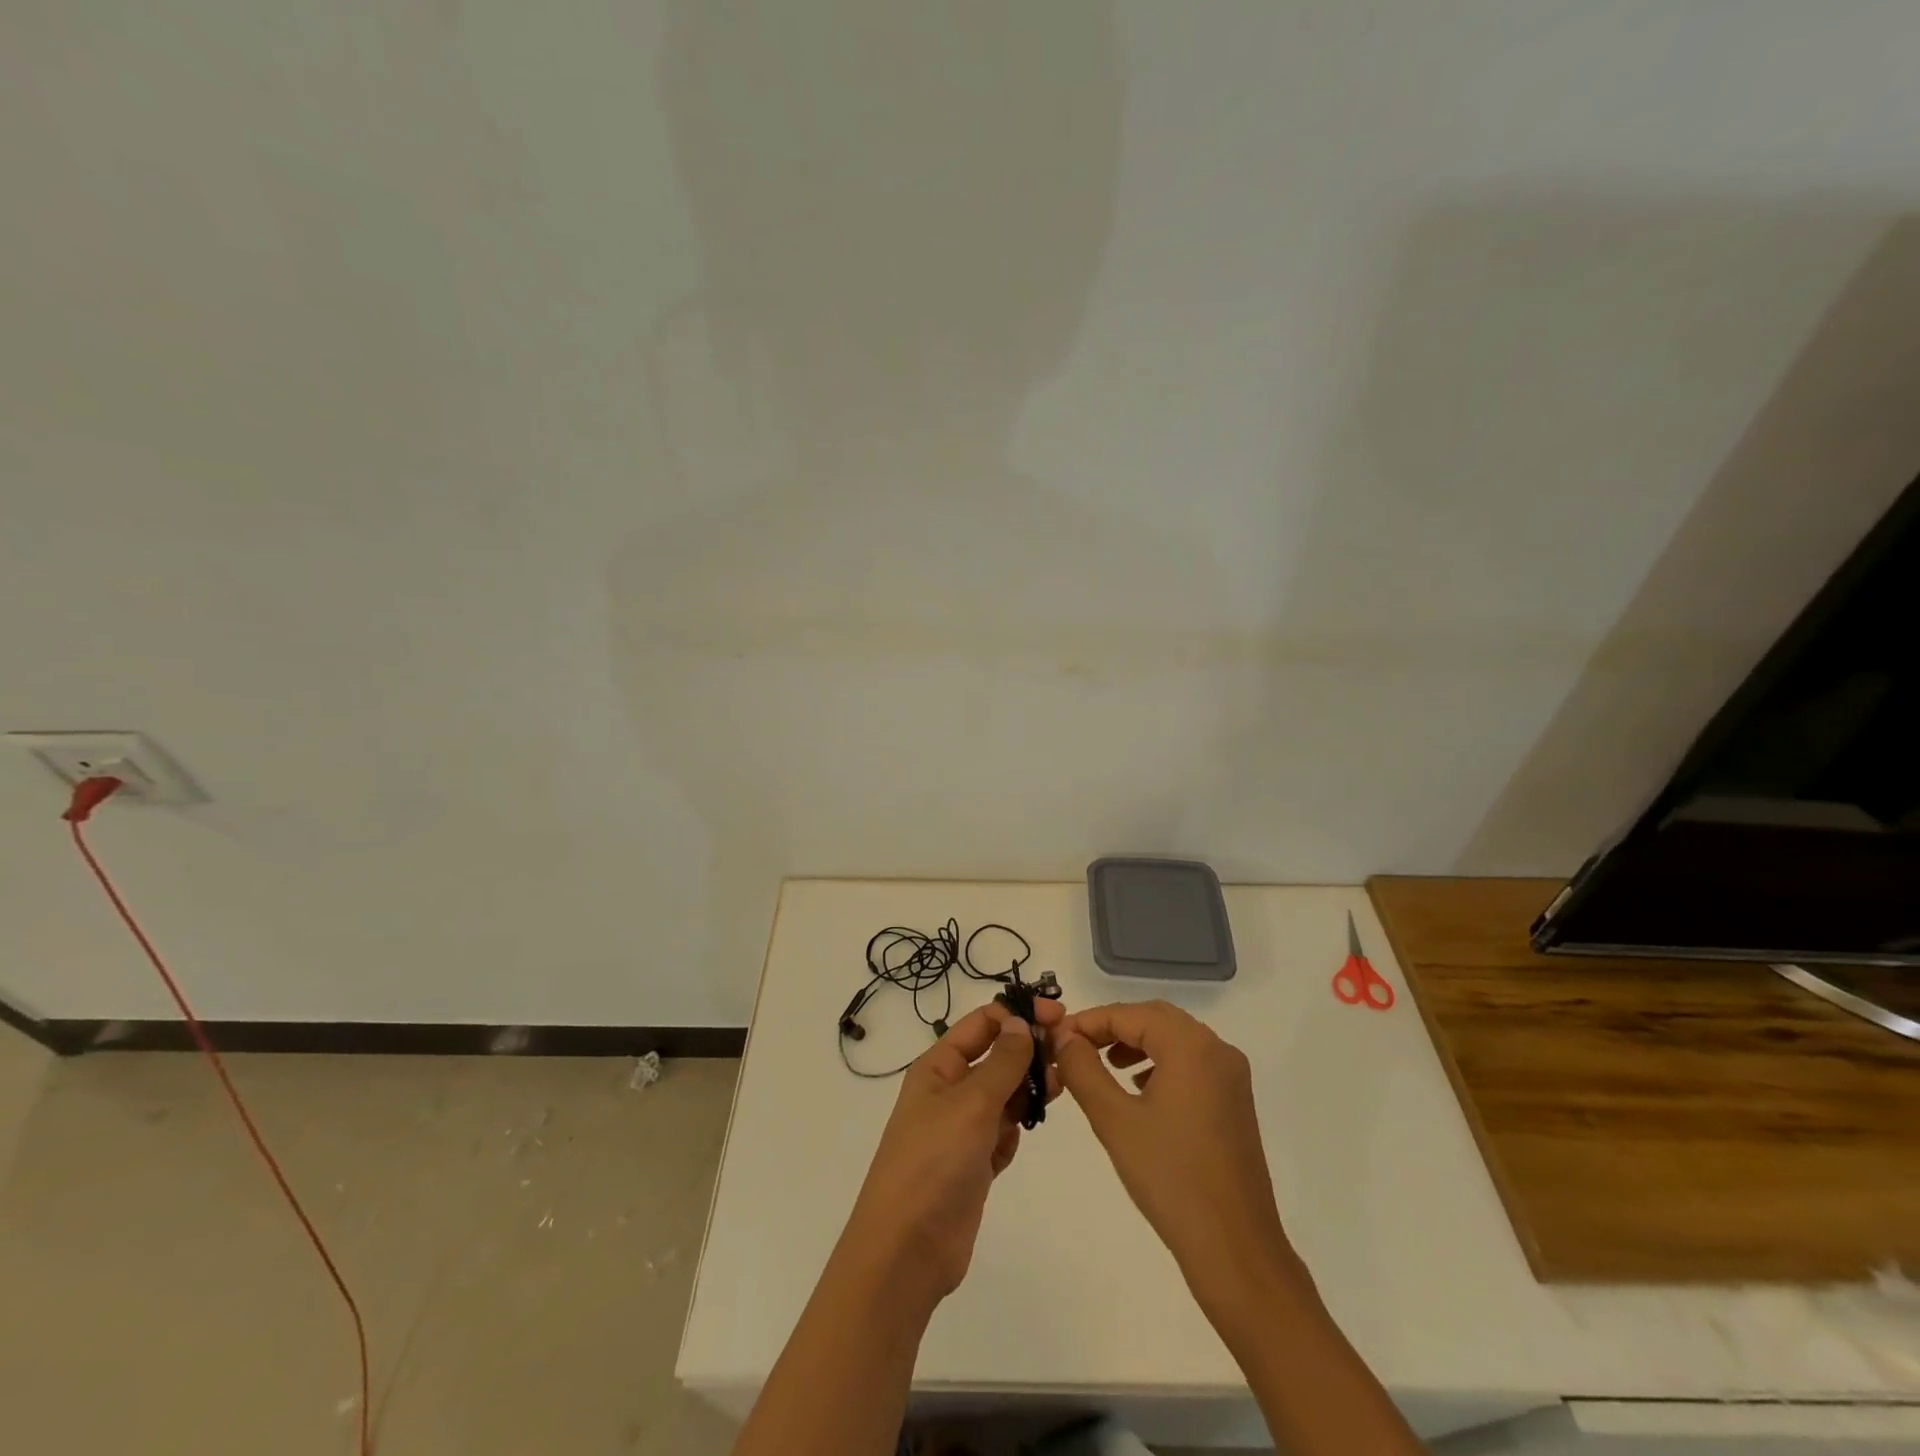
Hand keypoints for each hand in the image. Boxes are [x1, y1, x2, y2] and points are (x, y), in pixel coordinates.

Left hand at [842, 998, 1063, 1307]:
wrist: (907, 1250)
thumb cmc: (934, 1163)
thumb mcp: (971, 1103)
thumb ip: (1002, 1062)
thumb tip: (1021, 1023)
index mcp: (938, 1067)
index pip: (982, 1024)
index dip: (1018, 1014)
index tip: (1058, 1016)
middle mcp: (949, 1091)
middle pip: (996, 1057)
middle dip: (1029, 1052)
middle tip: (1068, 1054)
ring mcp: (961, 1129)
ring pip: (1004, 1095)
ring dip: (1027, 1090)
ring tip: (1056, 1089)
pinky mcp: (974, 1164)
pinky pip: (1003, 1132)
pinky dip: (1015, 1131)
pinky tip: (1020, 1138)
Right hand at [1051, 1000, 1301, 1317]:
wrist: (1235, 1247)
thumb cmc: (1170, 1178)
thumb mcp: (1114, 1119)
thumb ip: (1082, 1069)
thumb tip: (1063, 1035)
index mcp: (1190, 1045)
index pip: (1129, 1013)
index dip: (1089, 1021)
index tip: (1056, 1037)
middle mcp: (1216, 1049)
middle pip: (1154, 1018)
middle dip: (1112, 1028)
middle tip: (1076, 1048)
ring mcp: (1231, 1076)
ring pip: (1174, 1039)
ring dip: (1136, 1043)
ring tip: (1102, 1067)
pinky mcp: (1235, 1101)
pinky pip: (1192, 1062)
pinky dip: (1160, 1062)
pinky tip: (1138, 1090)